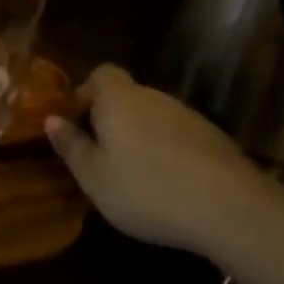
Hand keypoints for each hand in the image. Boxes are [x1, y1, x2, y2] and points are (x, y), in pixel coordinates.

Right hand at [44, 64, 277, 257]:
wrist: (231, 209)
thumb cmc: (146, 189)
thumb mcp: (94, 176)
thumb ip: (72, 146)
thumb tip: (52, 120)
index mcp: (119, 99)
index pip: (100, 74)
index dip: (85, 94)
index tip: (77, 126)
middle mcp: (154, 97)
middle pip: (126, 97)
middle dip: (111, 120)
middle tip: (100, 157)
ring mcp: (188, 117)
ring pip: (153, 118)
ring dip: (140, 138)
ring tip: (133, 177)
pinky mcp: (214, 140)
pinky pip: (178, 138)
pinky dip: (168, 154)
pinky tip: (168, 187)